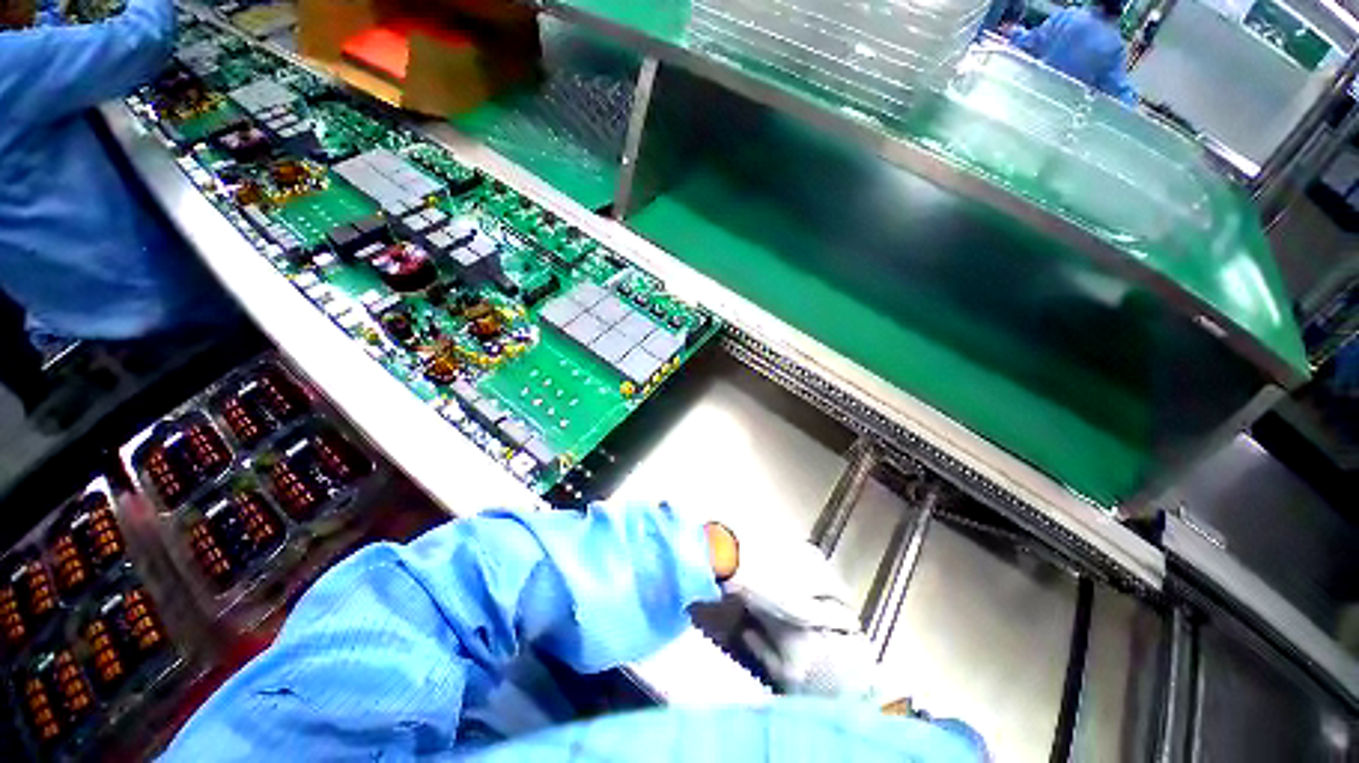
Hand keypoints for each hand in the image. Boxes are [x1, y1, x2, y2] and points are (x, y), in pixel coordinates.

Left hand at [705, 519, 878, 698]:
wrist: (733, 555)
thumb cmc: (767, 589)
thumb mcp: (800, 611)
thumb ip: (829, 617)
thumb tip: (853, 622)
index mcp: (823, 572)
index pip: (845, 595)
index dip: (843, 613)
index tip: (839, 626)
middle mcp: (814, 554)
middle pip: (829, 578)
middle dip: (827, 596)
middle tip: (818, 615)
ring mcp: (796, 543)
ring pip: (812, 566)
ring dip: (811, 582)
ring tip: (800, 599)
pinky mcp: (779, 538)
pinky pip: (796, 558)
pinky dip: (796, 570)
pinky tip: (783, 579)